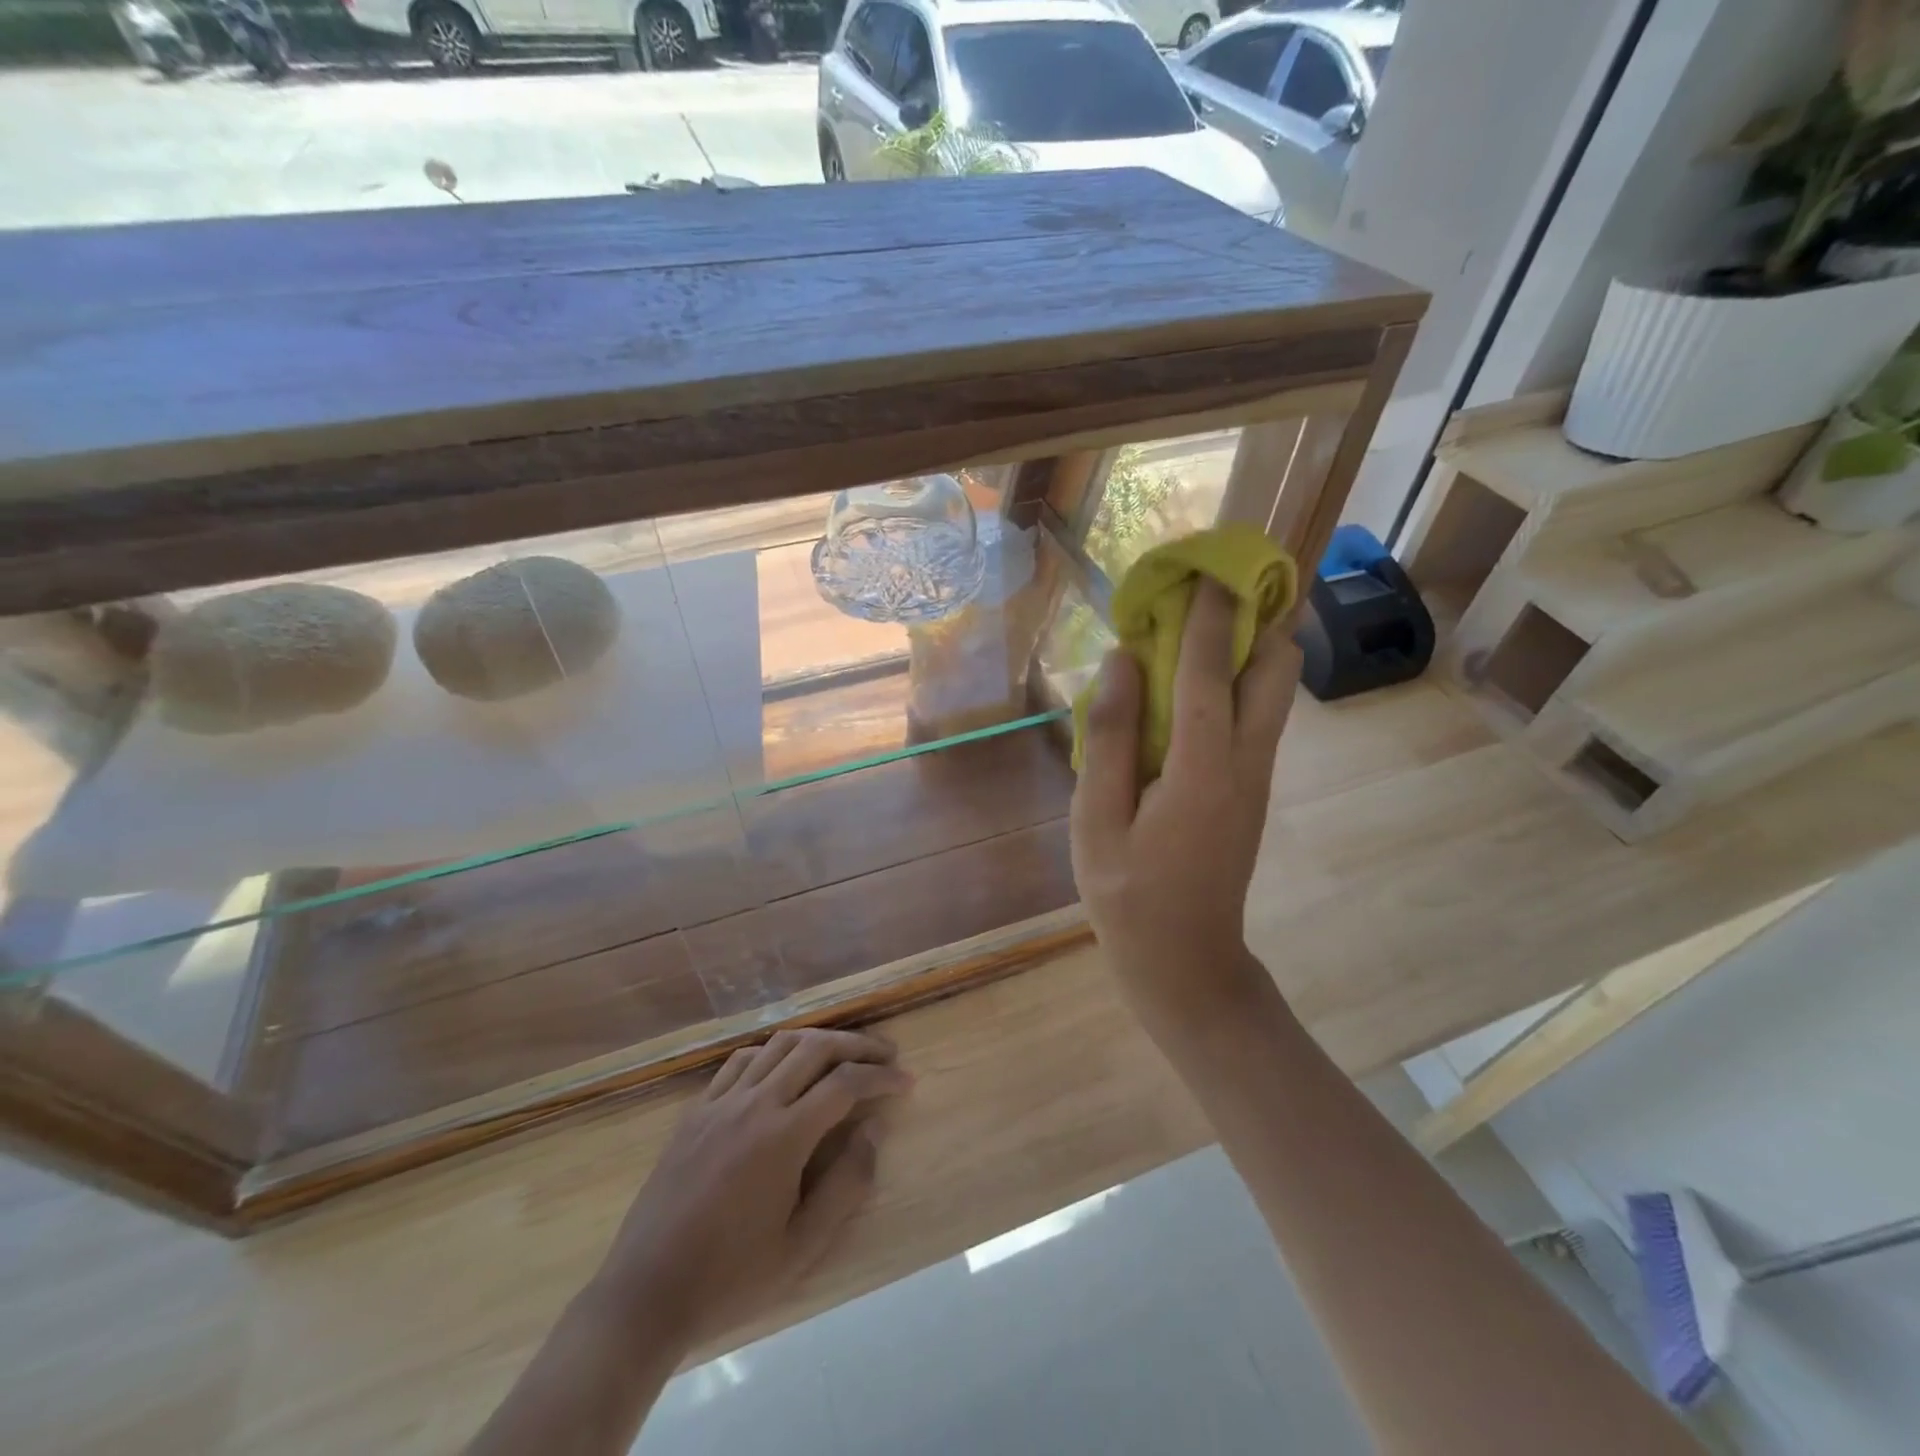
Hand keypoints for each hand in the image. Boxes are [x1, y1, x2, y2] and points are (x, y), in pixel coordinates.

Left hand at [590, 1028, 911, 1351]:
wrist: (645, 1294)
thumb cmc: (730, 1278)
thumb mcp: (801, 1247)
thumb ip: (847, 1184)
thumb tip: (874, 1127)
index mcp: (783, 1137)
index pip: (845, 1083)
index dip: (881, 1076)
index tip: (906, 1082)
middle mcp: (754, 1104)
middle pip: (815, 1048)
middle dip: (857, 1045)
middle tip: (885, 1055)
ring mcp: (721, 1102)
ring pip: (778, 1044)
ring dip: (818, 1040)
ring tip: (843, 1052)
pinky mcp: (696, 1110)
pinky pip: (741, 1060)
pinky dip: (773, 1051)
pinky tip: (784, 1066)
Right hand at [1069, 581, 1299, 1028]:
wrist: (1186, 961)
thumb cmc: (1128, 894)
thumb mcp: (1096, 820)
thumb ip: (1110, 737)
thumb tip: (1124, 662)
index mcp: (1203, 769)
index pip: (1213, 672)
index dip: (1210, 615)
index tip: (1207, 565)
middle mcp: (1247, 763)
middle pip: (1278, 669)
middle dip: (1258, 618)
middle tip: (1212, 591)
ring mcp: (1259, 776)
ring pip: (1276, 690)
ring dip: (1252, 645)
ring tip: (1203, 622)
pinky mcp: (1254, 788)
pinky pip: (1258, 715)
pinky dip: (1239, 680)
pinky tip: (1196, 680)